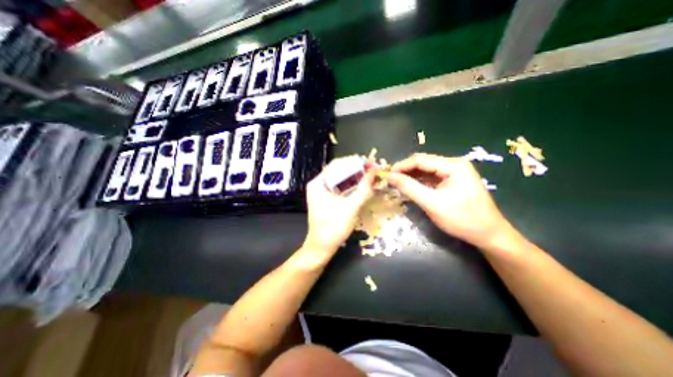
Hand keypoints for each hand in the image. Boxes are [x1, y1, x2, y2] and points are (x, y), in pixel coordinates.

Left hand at [302, 158, 375, 253]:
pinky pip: (341, 188)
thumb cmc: (334, 227)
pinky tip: (364, 185)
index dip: (355, 162)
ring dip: (356, 178)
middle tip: (373, 169)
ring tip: (371, 175)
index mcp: (319, 183)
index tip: (371, 162)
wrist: (322, 247)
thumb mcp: (351, 207)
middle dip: (357, 170)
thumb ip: (364, 189)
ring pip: (342, 179)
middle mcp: (319, 184)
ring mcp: (322, 192)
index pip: (338, 165)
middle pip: (340, 171)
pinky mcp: (328, 199)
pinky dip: (353, 186)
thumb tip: (374, 171)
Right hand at [384, 153, 516, 250]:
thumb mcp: (432, 203)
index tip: (386, 175)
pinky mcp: (452, 182)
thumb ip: (409, 187)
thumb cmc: (462, 219)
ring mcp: (454, 173)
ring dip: (410, 177)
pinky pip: (431, 179)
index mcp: (453, 165)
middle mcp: (453, 165)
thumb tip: (389, 176)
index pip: (420, 160)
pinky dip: (419, 183)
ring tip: (396, 184)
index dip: (401, 166)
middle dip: (405, 171)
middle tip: (389, 180)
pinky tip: (409, 188)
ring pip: (426, 171)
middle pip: (423, 163)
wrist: (489, 235)